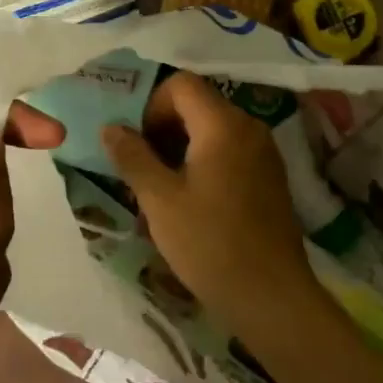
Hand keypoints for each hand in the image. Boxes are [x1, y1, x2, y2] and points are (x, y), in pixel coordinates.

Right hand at [103, 72, 317, 325]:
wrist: (272, 297)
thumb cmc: (210, 244)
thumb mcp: (160, 200)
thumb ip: (132, 156)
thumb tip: (111, 127)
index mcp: (223, 125)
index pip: (181, 84)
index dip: (151, 104)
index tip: (136, 142)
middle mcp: (248, 127)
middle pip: (198, 104)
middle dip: (163, 127)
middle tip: (141, 165)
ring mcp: (264, 152)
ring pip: (212, 128)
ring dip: (181, 146)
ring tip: (160, 186)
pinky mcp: (269, 176)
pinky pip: (229, 150)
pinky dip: (203, 161)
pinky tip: (190, 200)